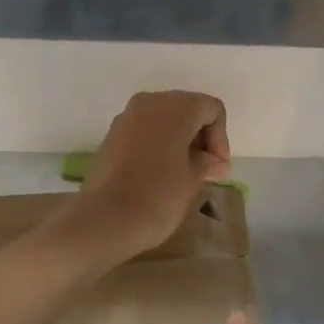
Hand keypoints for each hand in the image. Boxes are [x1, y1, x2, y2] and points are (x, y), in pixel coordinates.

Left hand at [61, 90, 230, 262]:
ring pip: (164, 119)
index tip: (217, 169)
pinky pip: (144, 131)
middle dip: (200, 136)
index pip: (211, 109)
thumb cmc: (156, 198)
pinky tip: (160, 173)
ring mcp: (126, 118)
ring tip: (185, 174)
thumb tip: (214, 161)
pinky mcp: (111, 136)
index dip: (220, 138)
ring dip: (179, 140)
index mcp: (174, 108)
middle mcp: (149, 103)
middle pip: (187, 109)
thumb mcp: (191, 181)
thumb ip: (206, 163)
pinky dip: (158, 145)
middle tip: (206, 170)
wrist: (103, 221)